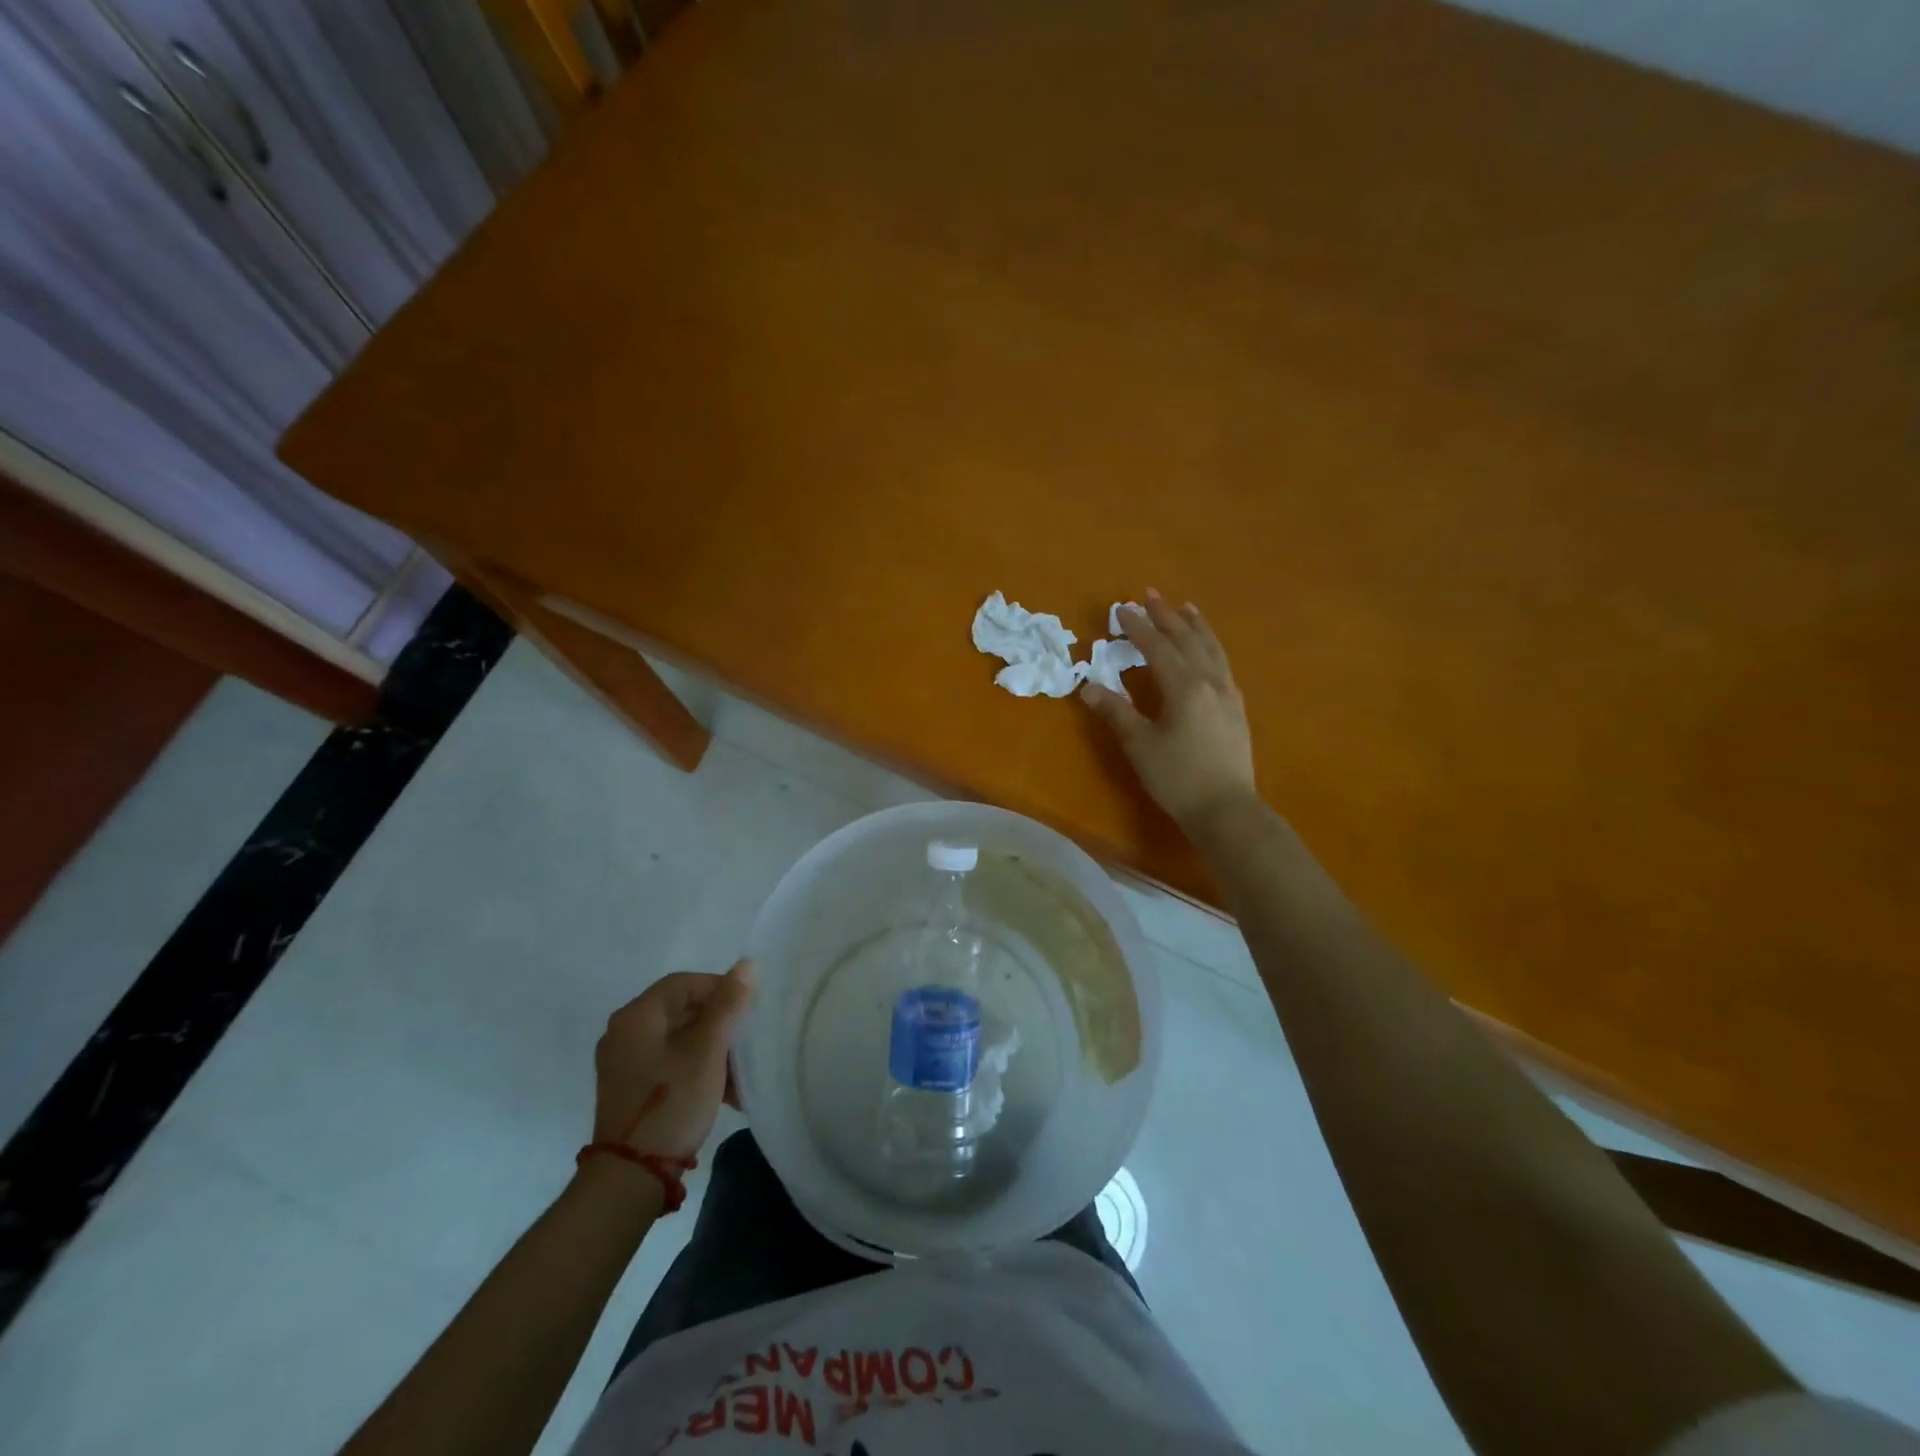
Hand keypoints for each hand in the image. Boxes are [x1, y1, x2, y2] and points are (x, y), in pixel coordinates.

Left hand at [592, 960, 754, 1160]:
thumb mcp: (707, 1050)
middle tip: (747, 1038)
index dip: (720, 987)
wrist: (630, 1177)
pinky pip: (669, 1062)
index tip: (748, 1008)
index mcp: (636, 1016)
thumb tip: (746, 965)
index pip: (684, 982)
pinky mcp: (630, 1088)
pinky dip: (697, 1068)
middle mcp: (624, 1033)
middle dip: (719, 1022)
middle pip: (681, 1010)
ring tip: (740, 1071)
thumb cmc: (672, 1102)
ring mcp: (624, 1063)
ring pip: (679, 1039)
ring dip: (712, 1049)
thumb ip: (727, 1005)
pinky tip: (724, 1090)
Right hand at [1081, 590, 1256, 831]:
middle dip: (1167, 615)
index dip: (1139, 627)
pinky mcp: (1236, 708)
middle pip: (1187, 639)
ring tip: (1186, 607)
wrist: (1227, 808)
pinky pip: (1222, 664)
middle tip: (1151, 594)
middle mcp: (1209, 681)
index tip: (1122, 608)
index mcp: (1184, 686)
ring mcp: (1227, 693)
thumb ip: (1116, 712)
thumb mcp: (1140, 745)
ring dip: (1195, 625)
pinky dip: (1211, 646)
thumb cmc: (1178, 777)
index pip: (1158, 647)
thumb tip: (1089, 687)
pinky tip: (1208, 650)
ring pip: (1211, 648)